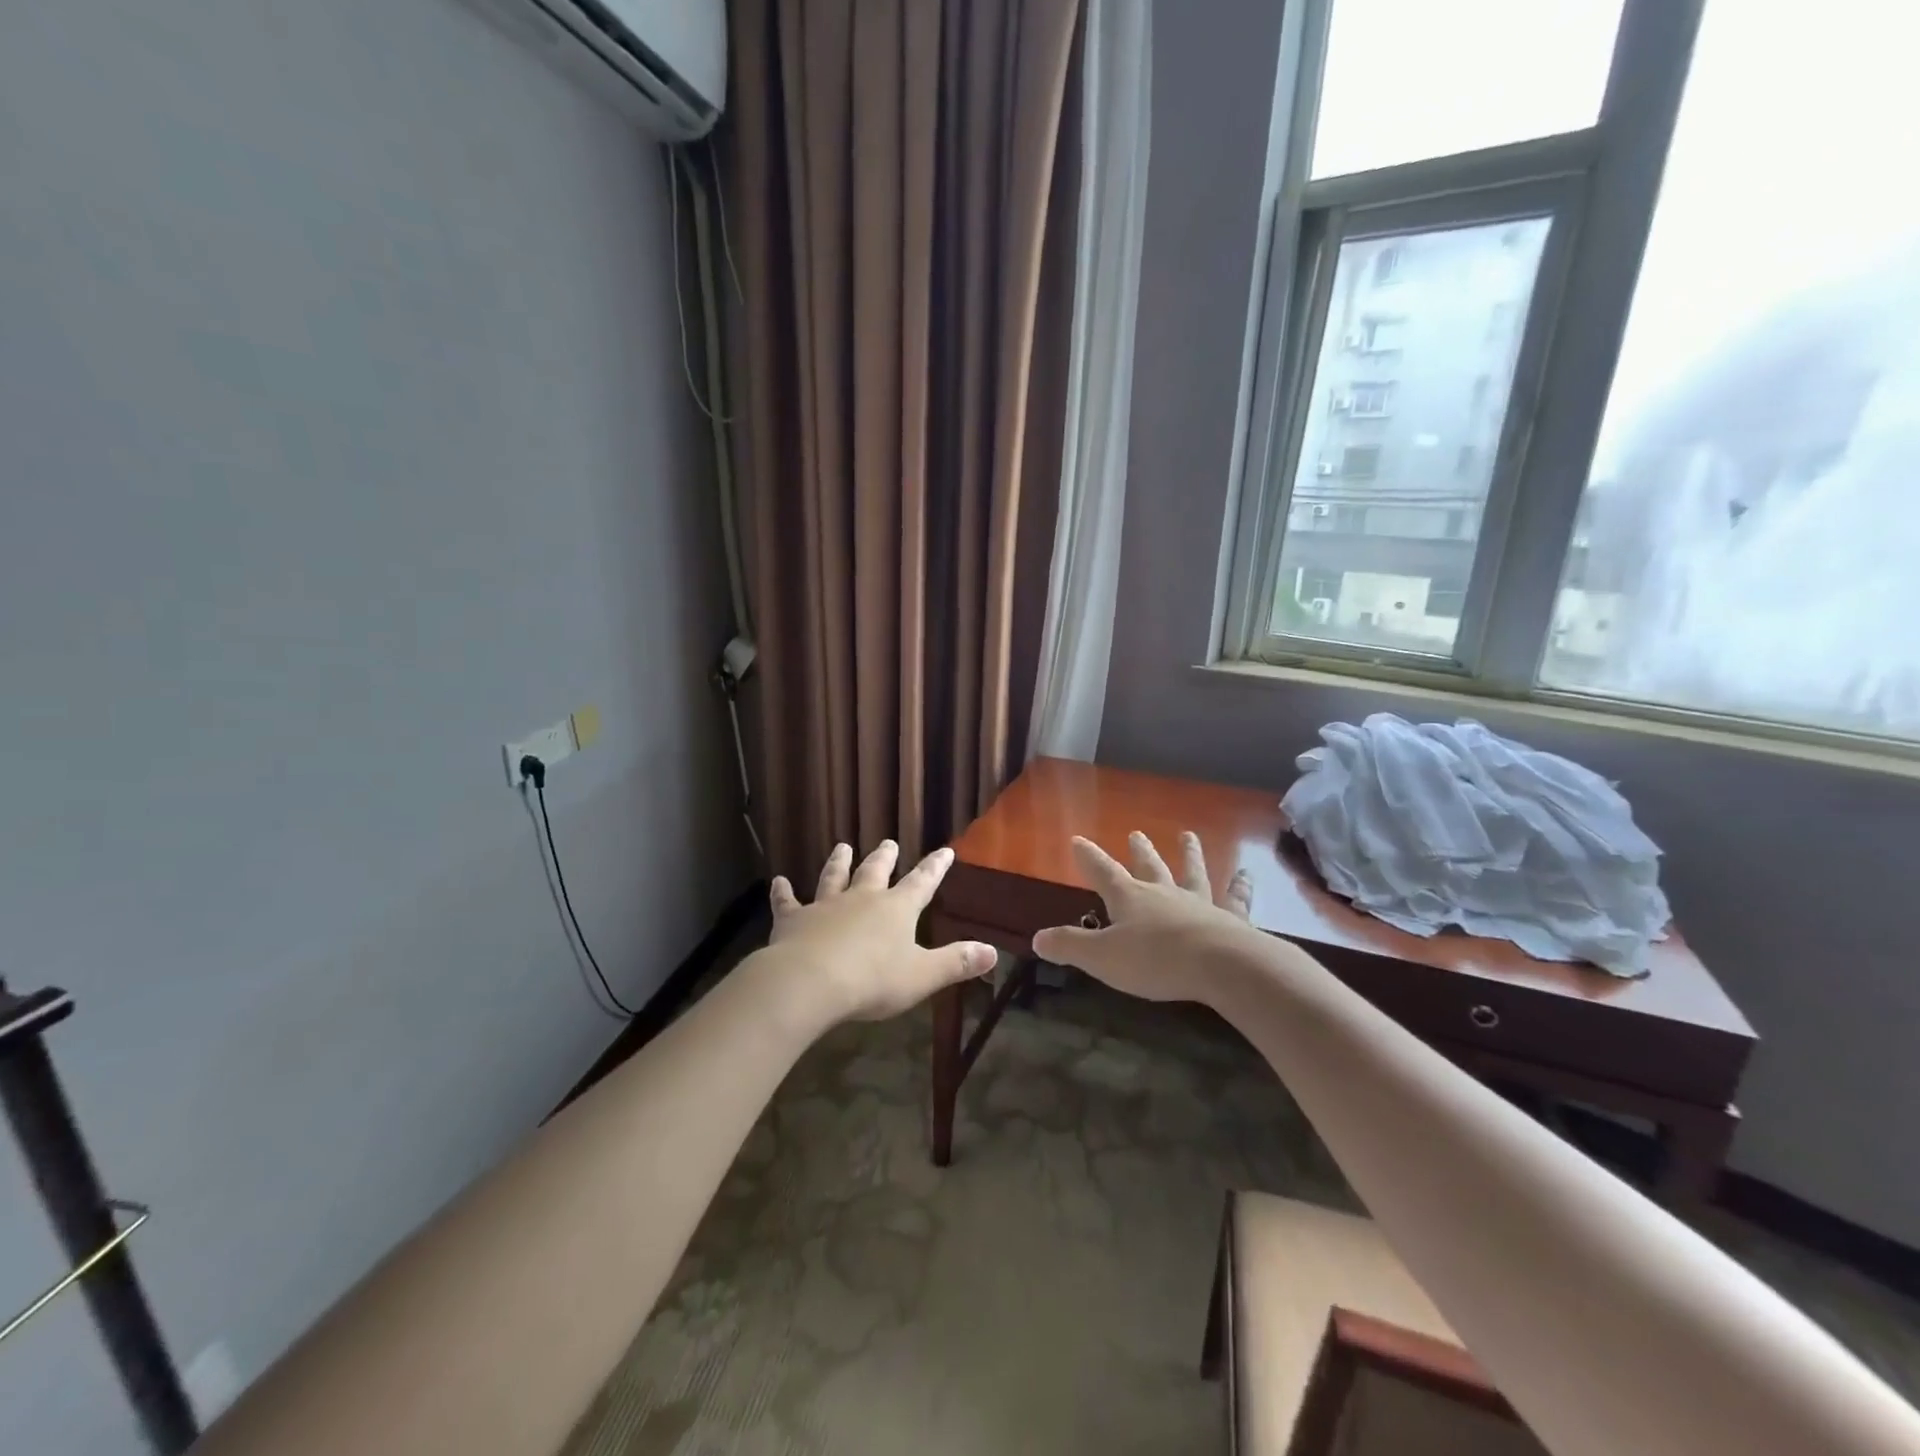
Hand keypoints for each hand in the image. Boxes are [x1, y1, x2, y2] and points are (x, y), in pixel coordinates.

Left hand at [765, 841, 996, 1023]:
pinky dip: (783, 892)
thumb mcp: (922, 975)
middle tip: (888, 842)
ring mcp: (826, 905)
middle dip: (885, 858)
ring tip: (842, 847)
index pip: (922, 883)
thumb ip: (956, 962)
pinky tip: (778, 882)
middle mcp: (862, 899)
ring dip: (839, 862)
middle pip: (875, 872)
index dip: (935, 868)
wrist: (811, 982)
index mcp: (896, 909)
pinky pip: (788, 902)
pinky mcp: (794, 920)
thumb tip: (993, 952)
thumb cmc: (872, 980)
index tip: (945, 851)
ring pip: (834, 877)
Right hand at [1032, 831, 1256, 1003]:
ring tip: (1189, 835)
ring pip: (1191, 872)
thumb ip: (1070, 946)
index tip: (1078, 840)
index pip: (1102, 871)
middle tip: (1137, 833)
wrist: (1220, 965)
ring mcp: (1199, 903)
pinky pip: (1235, 899)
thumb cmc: (1155, 960)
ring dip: (1189, 854)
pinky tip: (1246, 876)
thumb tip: (1037, 939)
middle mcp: (1163, 893)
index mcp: (1129, 898)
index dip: (1088, 857)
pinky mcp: (1230, 919)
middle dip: (1139, 851)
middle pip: (1149, 866)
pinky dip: (1240, 887)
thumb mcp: (1102, 958)